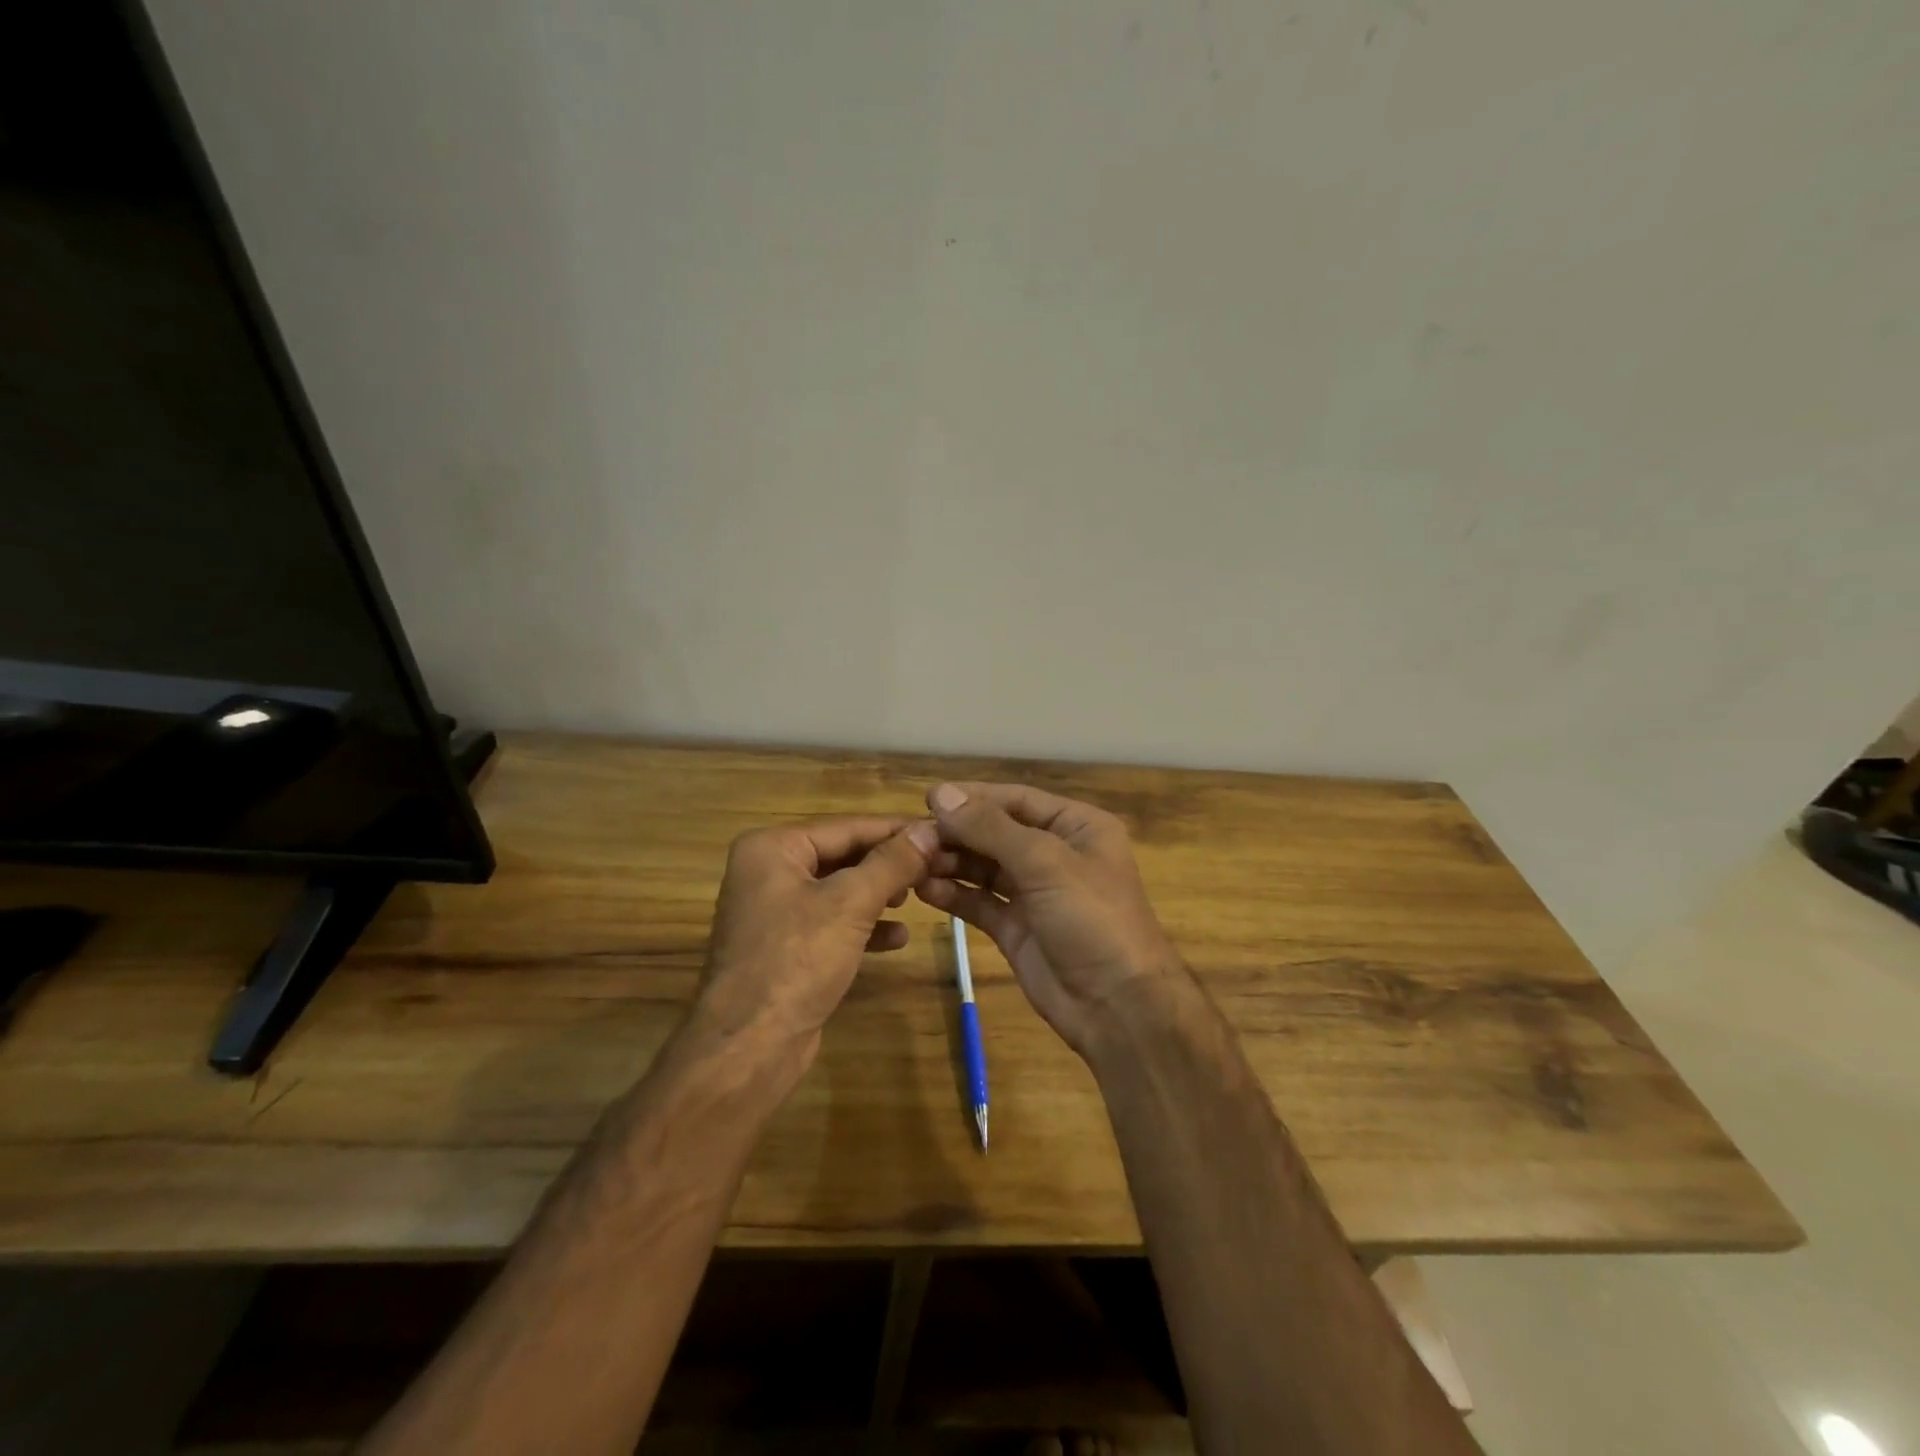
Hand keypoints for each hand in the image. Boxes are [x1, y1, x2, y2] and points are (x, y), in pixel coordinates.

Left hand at [696, 816, 939, 1057]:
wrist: (749, 1047)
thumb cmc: (796, 961)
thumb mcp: (851, 903)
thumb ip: (892, 863)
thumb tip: (930, 829)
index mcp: (772, 848)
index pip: (846, 826)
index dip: (896, 829)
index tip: (941, 830)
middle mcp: (768, 871)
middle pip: (842, 855)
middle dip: (889, 864)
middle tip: (937, 865)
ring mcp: (774, 912)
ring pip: (840, 890)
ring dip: (879, 893)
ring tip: (919, 897)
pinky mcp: (785, 947)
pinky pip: (832, 923)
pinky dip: (864, 926)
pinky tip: (898, 937)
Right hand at [915, 782, 1184, 1057]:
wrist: (1118, 1007)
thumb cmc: (1092, 918)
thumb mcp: (1044, 862)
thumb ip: (990, 828)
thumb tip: (941, 793)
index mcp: (1077, 827)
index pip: (1017, 800)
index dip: (974, 798)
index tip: (928, 799)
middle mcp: (1056, 854)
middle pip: (997, 832)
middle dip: (957, 833)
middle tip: (913, 836)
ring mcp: (1035, 893)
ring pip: (985, 867)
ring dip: (951, 863)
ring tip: (913, 862)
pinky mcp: (1017, 928)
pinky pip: (980, 902)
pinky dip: (954, 895)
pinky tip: (924, 890)